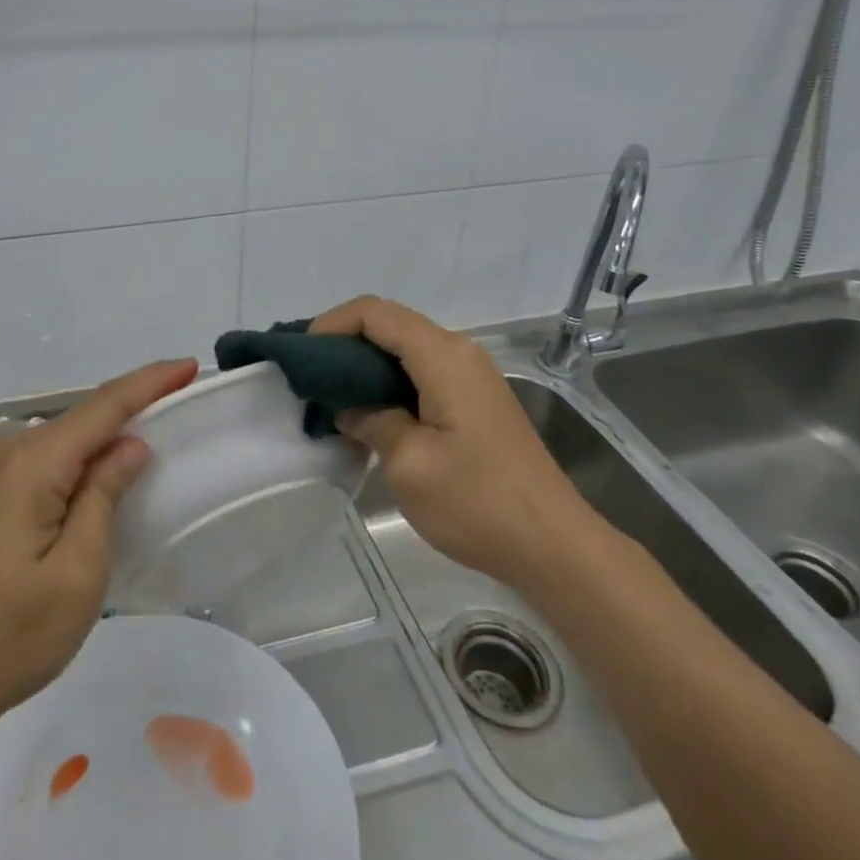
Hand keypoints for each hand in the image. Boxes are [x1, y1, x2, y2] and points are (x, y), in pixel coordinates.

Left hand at [0, 358, 198, 725]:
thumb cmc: (9, 638)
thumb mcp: (77, 573)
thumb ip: (104, 496)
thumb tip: (130, 445)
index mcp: (31, 464)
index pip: (103, 407)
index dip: (149, 382)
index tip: (189, 365)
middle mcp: (5, 452)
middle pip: (81, 416)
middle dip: (131, 404)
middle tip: (177, 398)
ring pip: (61, 437)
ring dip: (103, 433)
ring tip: (147, 431)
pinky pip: (41, 458)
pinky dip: (77, 455)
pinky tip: (95, 470)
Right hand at [312, 297, 597, 586]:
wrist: (555, 546)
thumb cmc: (478, 502)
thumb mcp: (409, 463)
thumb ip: (371, 420)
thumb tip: (350, 406)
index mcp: (443, 355)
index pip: (375, 312)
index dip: (333, 324)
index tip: (303, 357)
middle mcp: (459, 351)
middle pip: (390, 325)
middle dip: (345, 344)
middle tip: (311, 380)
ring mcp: (471, 375)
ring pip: (405, 350)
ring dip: (366, 367)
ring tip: (333, 399)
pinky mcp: (476, 400)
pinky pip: (422, 373)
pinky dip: (389, 384)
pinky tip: (371, 416)